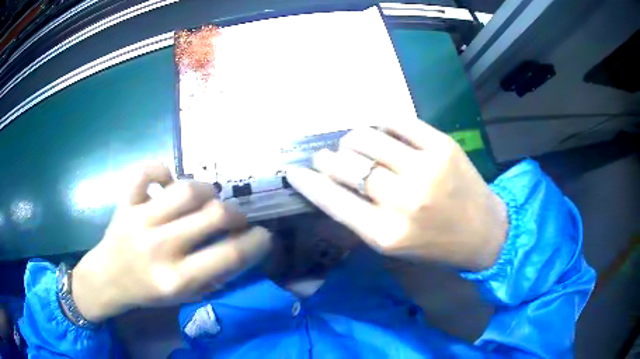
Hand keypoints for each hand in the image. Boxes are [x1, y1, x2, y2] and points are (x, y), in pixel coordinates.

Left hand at [71, 164, 271, 322]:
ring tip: (208, 200)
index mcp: (176, 278)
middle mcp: (160, 247)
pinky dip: (161, 170)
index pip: (230, 254)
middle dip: (237, 215)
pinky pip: (145, 172)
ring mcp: (139, 219)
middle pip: (214, 215)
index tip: (263, 236)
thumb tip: (241, 249)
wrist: (108, 279)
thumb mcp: (185, 297)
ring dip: (207, 191)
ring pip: (186, 189)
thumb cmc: (148, 292)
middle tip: (236, 219)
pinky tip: (167, 183)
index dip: (257, 242)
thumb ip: (214, 276)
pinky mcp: (124, 202)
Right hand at [286, 118, 506, 270]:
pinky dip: (380, 123)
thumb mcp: (392, 246)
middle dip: (327, 159)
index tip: (294, 171)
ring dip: (350, 139)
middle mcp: (404, 200)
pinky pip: (398, 122)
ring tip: (351, 143)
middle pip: (346, 165)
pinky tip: (378, 129)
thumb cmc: (435, 246)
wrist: (484, 233)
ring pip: (367, 138)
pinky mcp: (443, 145)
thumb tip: (326, 186)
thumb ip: (358, 219)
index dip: (308, 182)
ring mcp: (426, 168)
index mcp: (386, 234)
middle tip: (325, 156)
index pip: (332, 199)